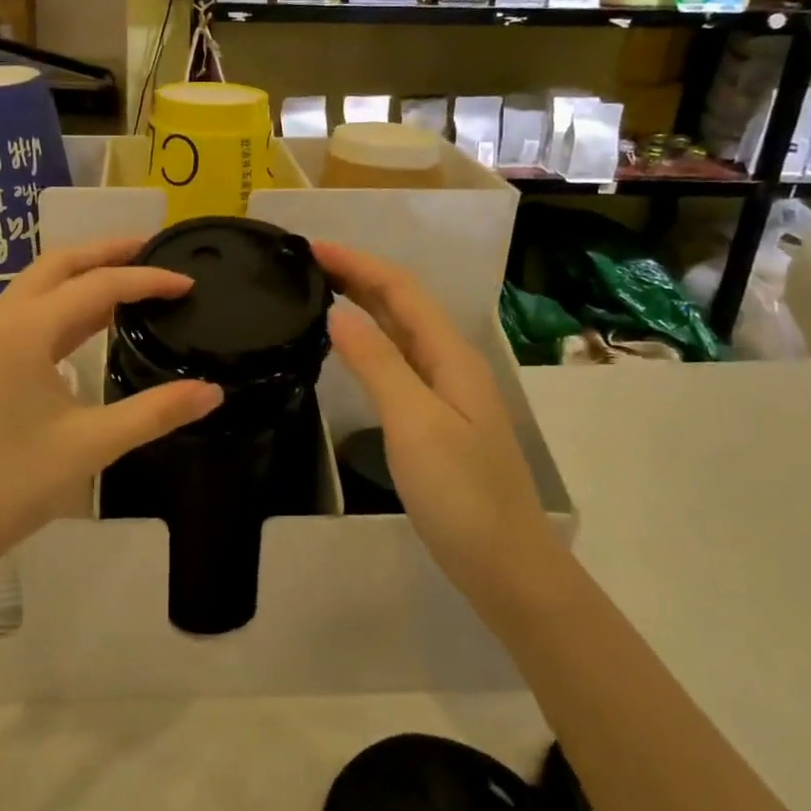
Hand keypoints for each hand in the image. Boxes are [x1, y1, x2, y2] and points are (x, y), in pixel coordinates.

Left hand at [0, 238, 222, 576]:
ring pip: (37, 284)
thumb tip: (212, 391)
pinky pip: (24, 310)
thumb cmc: (14, 483)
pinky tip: (88, 321)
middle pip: (58, 264)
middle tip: (152, 249)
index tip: (187, 284)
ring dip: (82, 274)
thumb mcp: (92, 445)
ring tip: (127, 277)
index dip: (146, 280)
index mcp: (24, 331)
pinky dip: (61, 302)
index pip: (97, 287)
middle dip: (106, 252)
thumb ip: (156, 412)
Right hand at [312, 241, 552, 594]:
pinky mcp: (435, 416)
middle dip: (358, 274)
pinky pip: (398, 359)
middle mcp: (450, 362)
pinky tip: (349, 346)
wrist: (504, 564)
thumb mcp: (414, 423)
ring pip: (400, 330)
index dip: (358, 262)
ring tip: (320, 291)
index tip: (311, 247)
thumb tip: (338, 313)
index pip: (401, 289)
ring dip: (364, 302)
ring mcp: (445, 391)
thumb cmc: (460, 493)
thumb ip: (378, 364)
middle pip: (403, 303)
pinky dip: (369, 339)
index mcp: (450, 355)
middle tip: (307, 263)